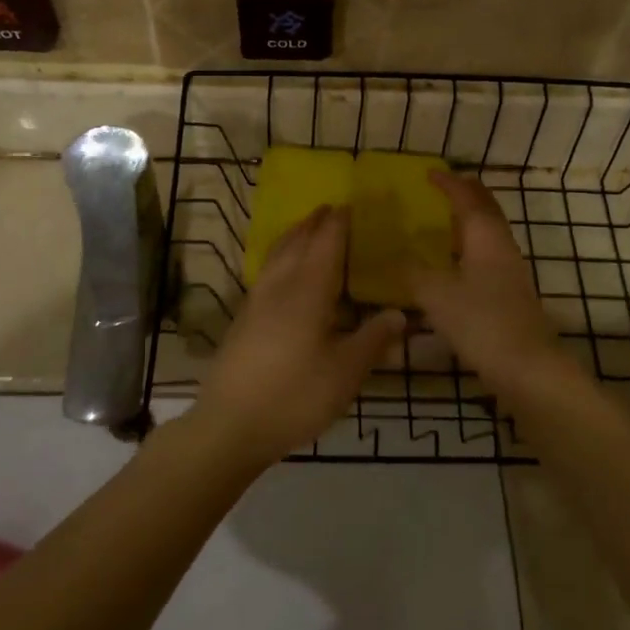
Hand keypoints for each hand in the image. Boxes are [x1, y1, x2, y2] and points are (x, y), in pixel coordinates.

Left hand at [193, 205, 403, 465]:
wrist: (230, 424)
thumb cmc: (295, 395)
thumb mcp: (345, 373)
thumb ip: (373, 340)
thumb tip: (399, 313)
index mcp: (308, 290)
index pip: (326, 244)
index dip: (338, 223)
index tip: (350, 205)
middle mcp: (279, 286)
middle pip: (296, 242)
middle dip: (313, 223)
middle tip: (329, 209)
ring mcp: (256, 301)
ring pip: (277, 255)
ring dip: (293, 236)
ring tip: (306, 228)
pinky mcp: (243, 319)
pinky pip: (267, 272)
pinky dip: (280, 258)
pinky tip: (283, 273)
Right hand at [408, 170, 583, 406]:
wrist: (527, 368)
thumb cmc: (481, 322)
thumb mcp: (435, 295)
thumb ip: (412, 271)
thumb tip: (392, 255)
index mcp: (485, 238)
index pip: (467, 199)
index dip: (448, 184)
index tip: (429, 173)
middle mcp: (502, 247)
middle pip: (486, 210)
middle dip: (465, 195)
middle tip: (442, 188)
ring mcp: (510, 272)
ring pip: (489, 233)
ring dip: (468, 221)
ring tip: (442, 222)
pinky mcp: (510, 294)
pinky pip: (487, 255)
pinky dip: (469, 247)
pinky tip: (453, 264)